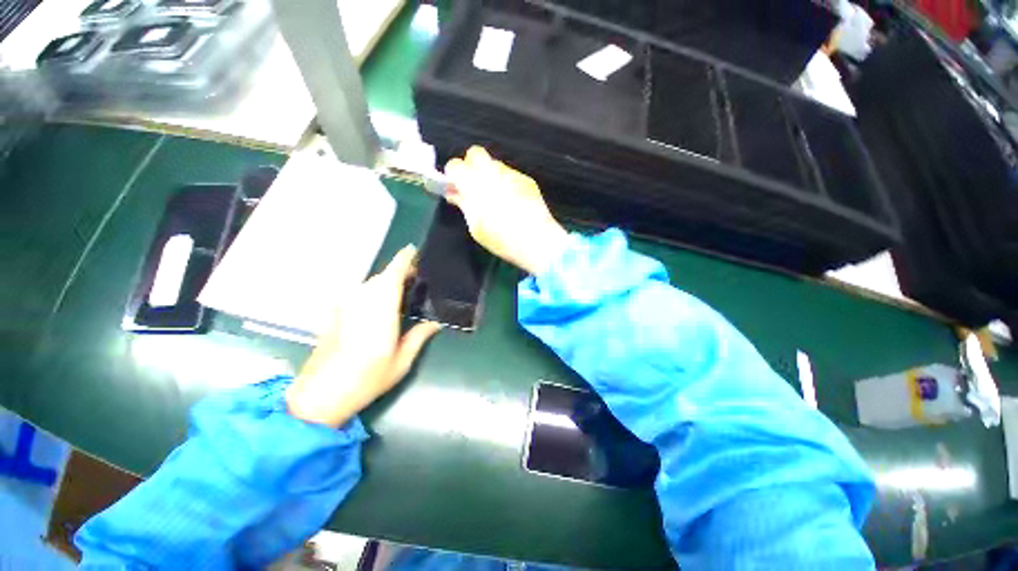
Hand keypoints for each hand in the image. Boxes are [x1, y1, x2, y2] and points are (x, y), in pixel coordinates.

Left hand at [286, 246, 441, 426]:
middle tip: (419, 282)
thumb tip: (436, 323)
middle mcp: (361, 300)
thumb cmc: (367, 378)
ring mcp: (345, 305)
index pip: (393, 273)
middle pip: (383, 277)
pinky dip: (374, 294)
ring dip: (387, 285)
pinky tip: (381, 308)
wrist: (320, 395)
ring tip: (404, 295)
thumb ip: (419, 336)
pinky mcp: (335, 313)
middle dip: (400, 274)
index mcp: (380, 307)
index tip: (416, 252)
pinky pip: (360, 294)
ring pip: (370, 285)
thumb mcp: (402, 361)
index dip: (404, 259)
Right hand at [445, 146, 569, 274]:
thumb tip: (455, 194)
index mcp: (474, 183)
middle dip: (470, 166)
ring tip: (495, 197)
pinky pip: (511, 175)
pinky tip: (512, 202)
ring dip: (489, 175)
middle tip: (473, 187)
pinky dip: (506, 183)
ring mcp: (511, 174)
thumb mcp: (475, 226)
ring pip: (494, 164)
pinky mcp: (527, 180)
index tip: (455, 188)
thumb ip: (464, 205)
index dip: (453, 176)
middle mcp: (492, 172)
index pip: (455, 165)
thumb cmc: (501, 238)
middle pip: (475, 154)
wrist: (536, 240)